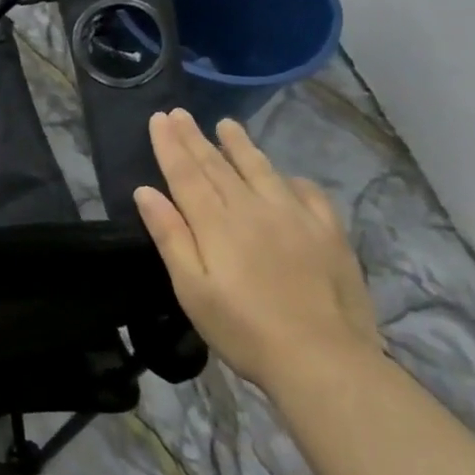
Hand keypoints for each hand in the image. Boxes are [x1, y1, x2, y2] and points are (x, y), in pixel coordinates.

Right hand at [133, 110, 380, 395]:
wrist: (324, 361)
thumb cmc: (244, 329)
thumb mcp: (192, 289)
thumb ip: (170, 236)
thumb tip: (146, 191)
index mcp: (216, 223)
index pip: (186, 174)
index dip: (170, 145)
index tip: (159, 119)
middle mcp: (253, 209)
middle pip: (218, 166)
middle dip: (195, 138)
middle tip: (180, 113)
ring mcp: (296, 218)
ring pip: (261, 170)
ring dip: (241, 146)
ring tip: (227, 125)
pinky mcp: (329, 234)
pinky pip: (308, 194)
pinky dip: (291, 179)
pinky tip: (286, 177)